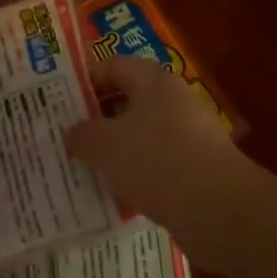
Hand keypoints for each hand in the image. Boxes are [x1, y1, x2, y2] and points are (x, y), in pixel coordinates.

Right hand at [65, 56, 252, 256]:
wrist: (221, 211)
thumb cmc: (157, 162)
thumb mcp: (105, 145)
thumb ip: (82, 134)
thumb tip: (73, 133)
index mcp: (152, 79)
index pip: (109, 66)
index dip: (81, 81)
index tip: (55, 103)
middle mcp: (172, 99)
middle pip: (124, 99)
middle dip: (94, 119)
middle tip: (63, 137)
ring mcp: (187, 133)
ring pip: (139, 134)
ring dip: (113, 150)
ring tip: (82, 168)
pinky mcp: (195, 166)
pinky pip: (155, 162)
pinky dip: (134, 174)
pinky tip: (114, 193)